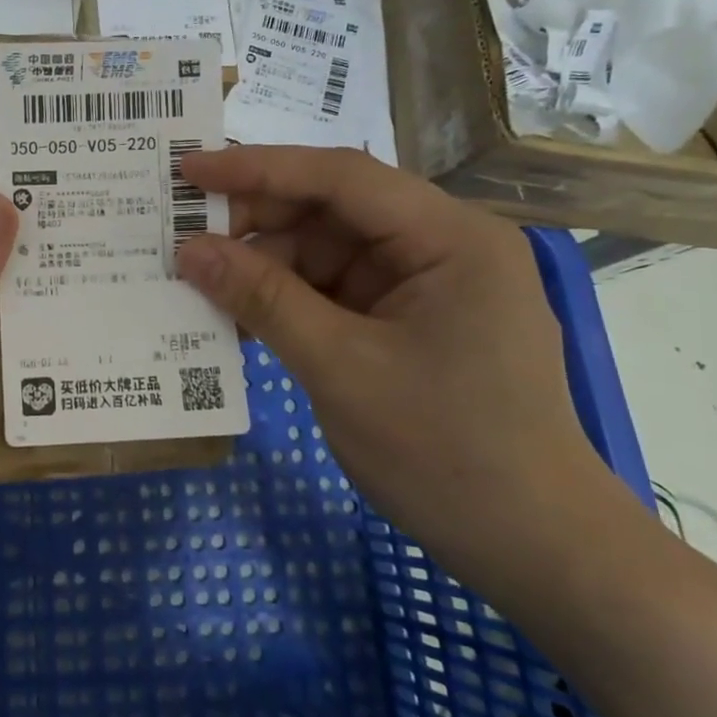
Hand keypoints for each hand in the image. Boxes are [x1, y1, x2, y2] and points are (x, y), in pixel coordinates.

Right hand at [175, 145, 618, 587]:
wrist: (533, 548)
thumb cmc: (446, 452)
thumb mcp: (340, 368)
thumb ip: (263, 299)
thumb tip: (188, 251)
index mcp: (449, 237)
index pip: (341, 177)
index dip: (258, 168)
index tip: (188, 170)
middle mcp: (441, 247)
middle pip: (332, 212)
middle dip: (257, 226)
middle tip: (184, 242)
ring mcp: (425, 287)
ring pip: (326, 255)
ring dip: (266, 271)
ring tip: (202, 290)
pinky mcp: (408, 323)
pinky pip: (334, 294)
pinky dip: (288, 304)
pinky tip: (241, 321)